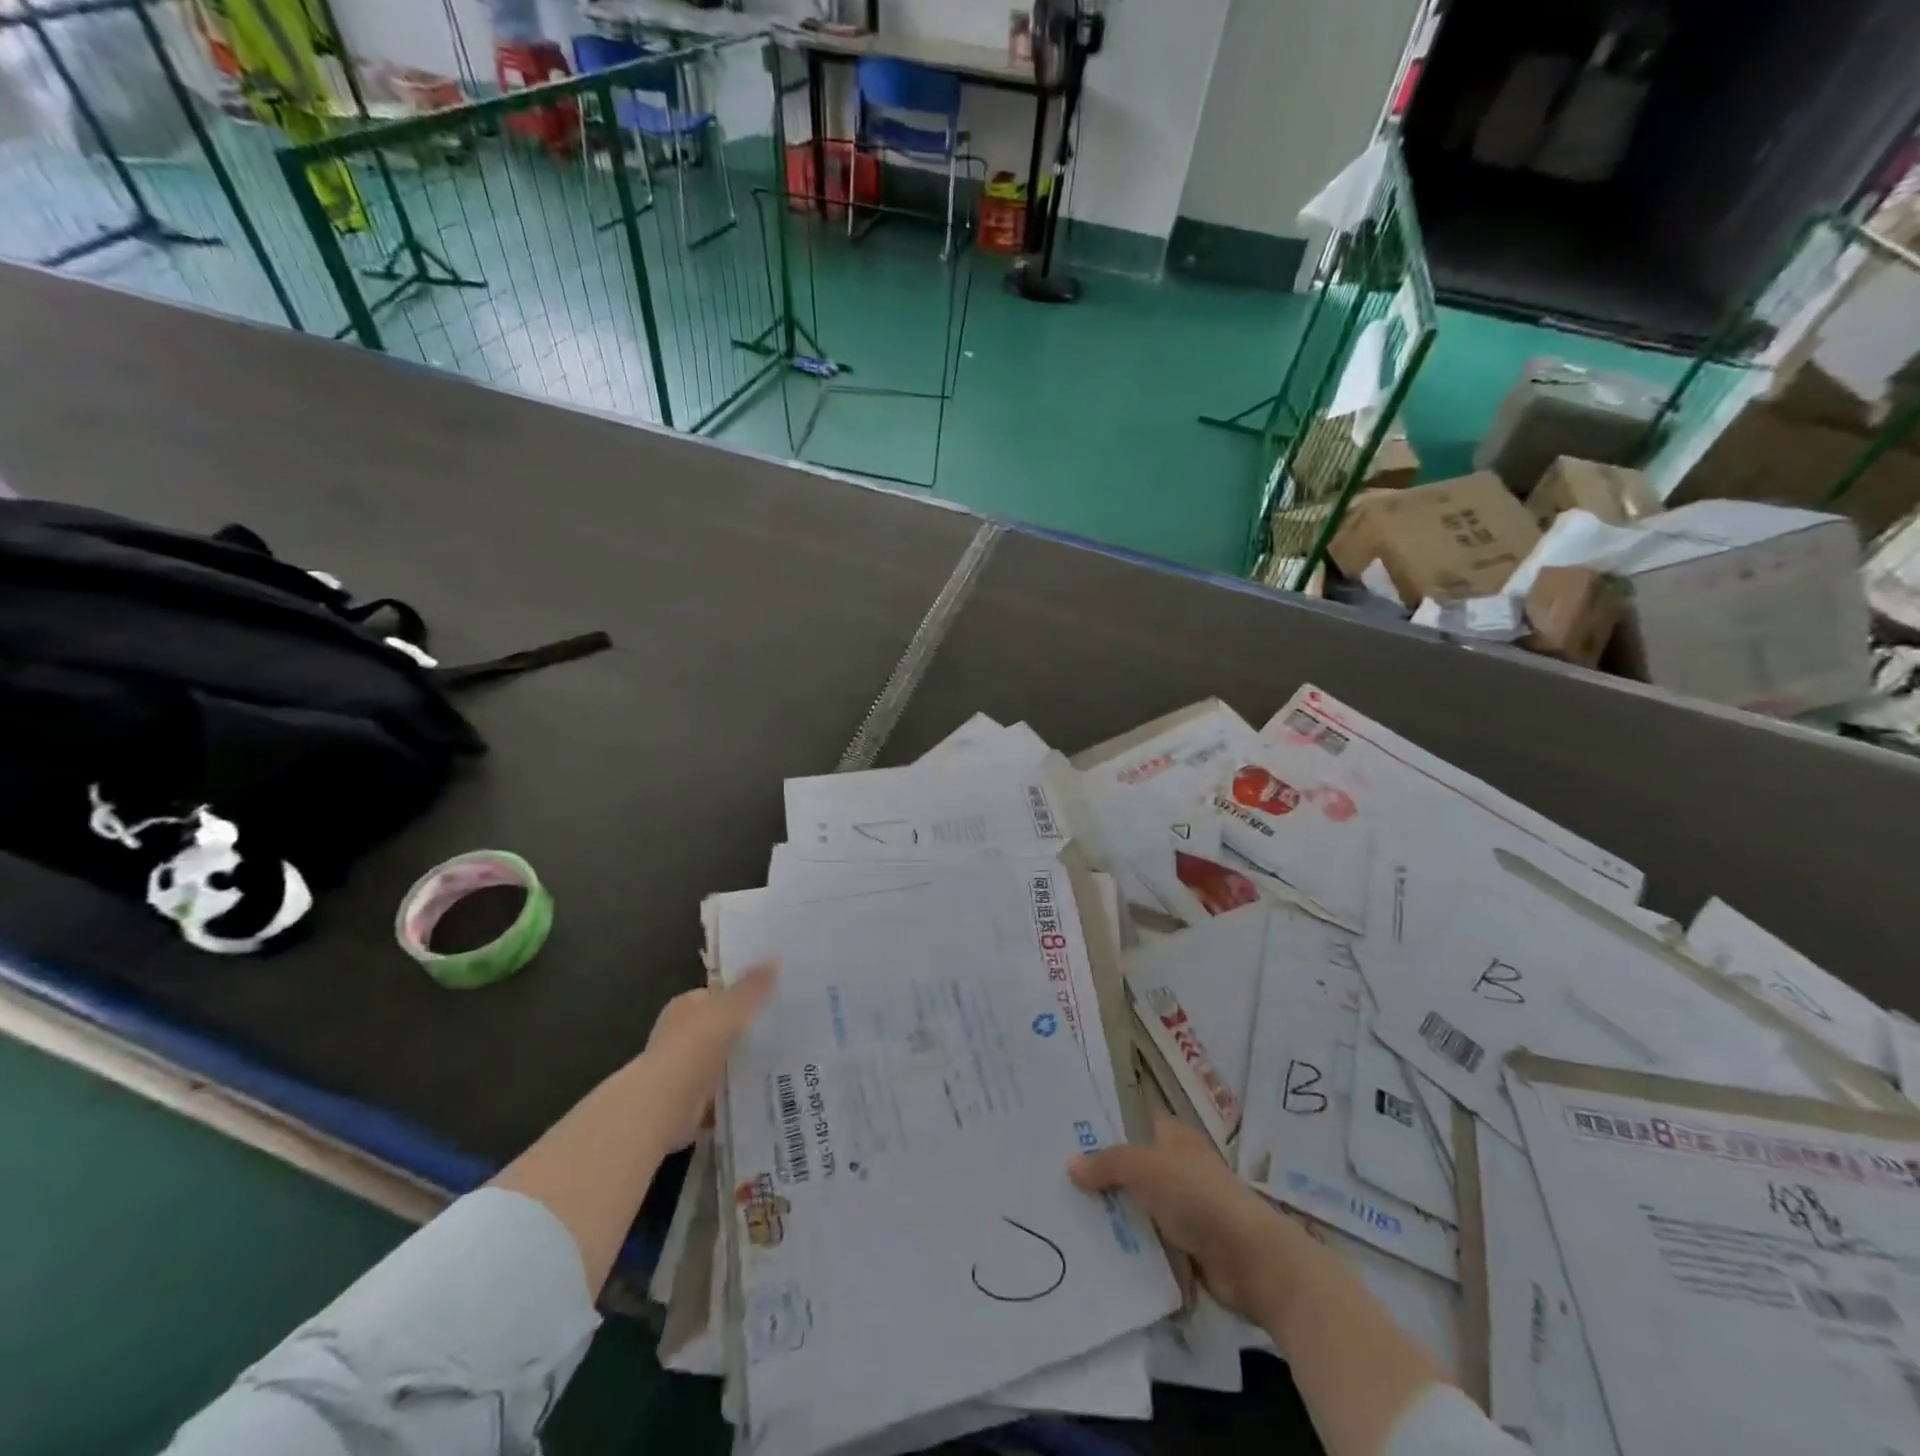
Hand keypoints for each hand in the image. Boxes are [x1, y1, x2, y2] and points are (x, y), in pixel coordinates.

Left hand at [637, 962, 776, 1151]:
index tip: (771, 1000)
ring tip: (778, 1060)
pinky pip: (719, 1091)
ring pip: (720, 1060)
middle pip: (719, 1028)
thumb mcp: (731, 1008)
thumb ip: (753, 986)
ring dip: (740, 1063)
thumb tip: (774, 958)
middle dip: (743, 1031)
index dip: (741, 996)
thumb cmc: (696, 1046)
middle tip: (780, 1031)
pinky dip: (734, 1093)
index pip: (716, 995)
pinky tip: (760, 1091)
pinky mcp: (687, 1100)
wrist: (664, 1104)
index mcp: (685, 1006)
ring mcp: (682, 1068)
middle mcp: (680, 1034)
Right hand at [1070, 1113, 1312, 1323]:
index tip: (1070, 1131)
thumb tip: (1071, 1164)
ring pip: (1138, 1204)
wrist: (1250, 1260)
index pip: (1136, 1120)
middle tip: (1057, 1177)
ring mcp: (1184, 1208)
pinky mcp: (1186, 1246)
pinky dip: (1129, 1245)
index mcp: (1174, 1136)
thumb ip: (1108, 1164)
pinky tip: (1096, 1248)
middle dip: (1102, 1172)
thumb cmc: (1198, 1196)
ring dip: (1113, 1213)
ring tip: (1066, 1214)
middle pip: (1133, 1165)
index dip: (1108, 1123)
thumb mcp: (1145, 1168)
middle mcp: (1178, 1166)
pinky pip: (1148, 1240)